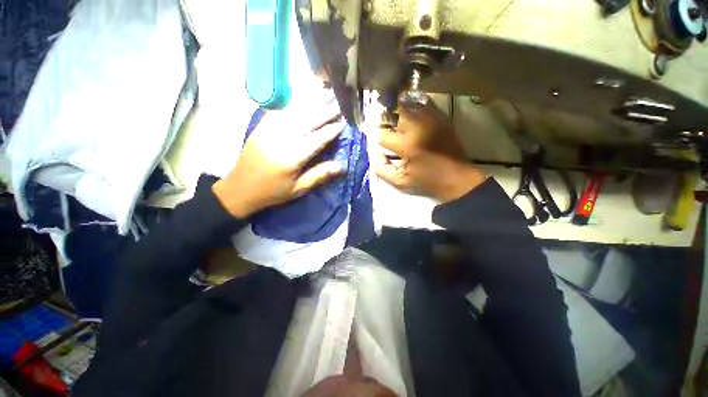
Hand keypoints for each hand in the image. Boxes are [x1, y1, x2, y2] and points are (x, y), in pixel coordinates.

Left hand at [213, 106, 344, 217]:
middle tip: (338, 104)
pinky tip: (303, 99)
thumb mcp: (298, 189)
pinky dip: (293, 104)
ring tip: (325, 95)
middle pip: (307, 121)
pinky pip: (279, 111)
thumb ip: (319, 175)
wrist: (240, 188)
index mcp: (292, 158)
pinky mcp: (260, 127)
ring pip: (294, 112)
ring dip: (312, 103)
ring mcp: (269, 131)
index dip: (331, 130)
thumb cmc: (273, 192)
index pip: (317, 139)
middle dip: (325, 111)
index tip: (343, 122)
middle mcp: (281, 140)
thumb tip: (341, 166)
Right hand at [376, 100, 485, 202]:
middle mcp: (418, 127)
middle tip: (378, 120)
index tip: (365, 128)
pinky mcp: (441, 117)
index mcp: (407, 145)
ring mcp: (431, 119)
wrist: (457, 178)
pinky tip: (407, 112)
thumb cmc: (426, 182)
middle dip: (382, 115)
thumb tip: (374, 153)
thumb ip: (382, 169)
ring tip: (390, 115)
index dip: (371, 130)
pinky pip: (423, 104)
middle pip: (394, 112)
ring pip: (408, 104)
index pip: (381, 133)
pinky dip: (412, 105)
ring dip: (396, 108)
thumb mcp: (400, 182)